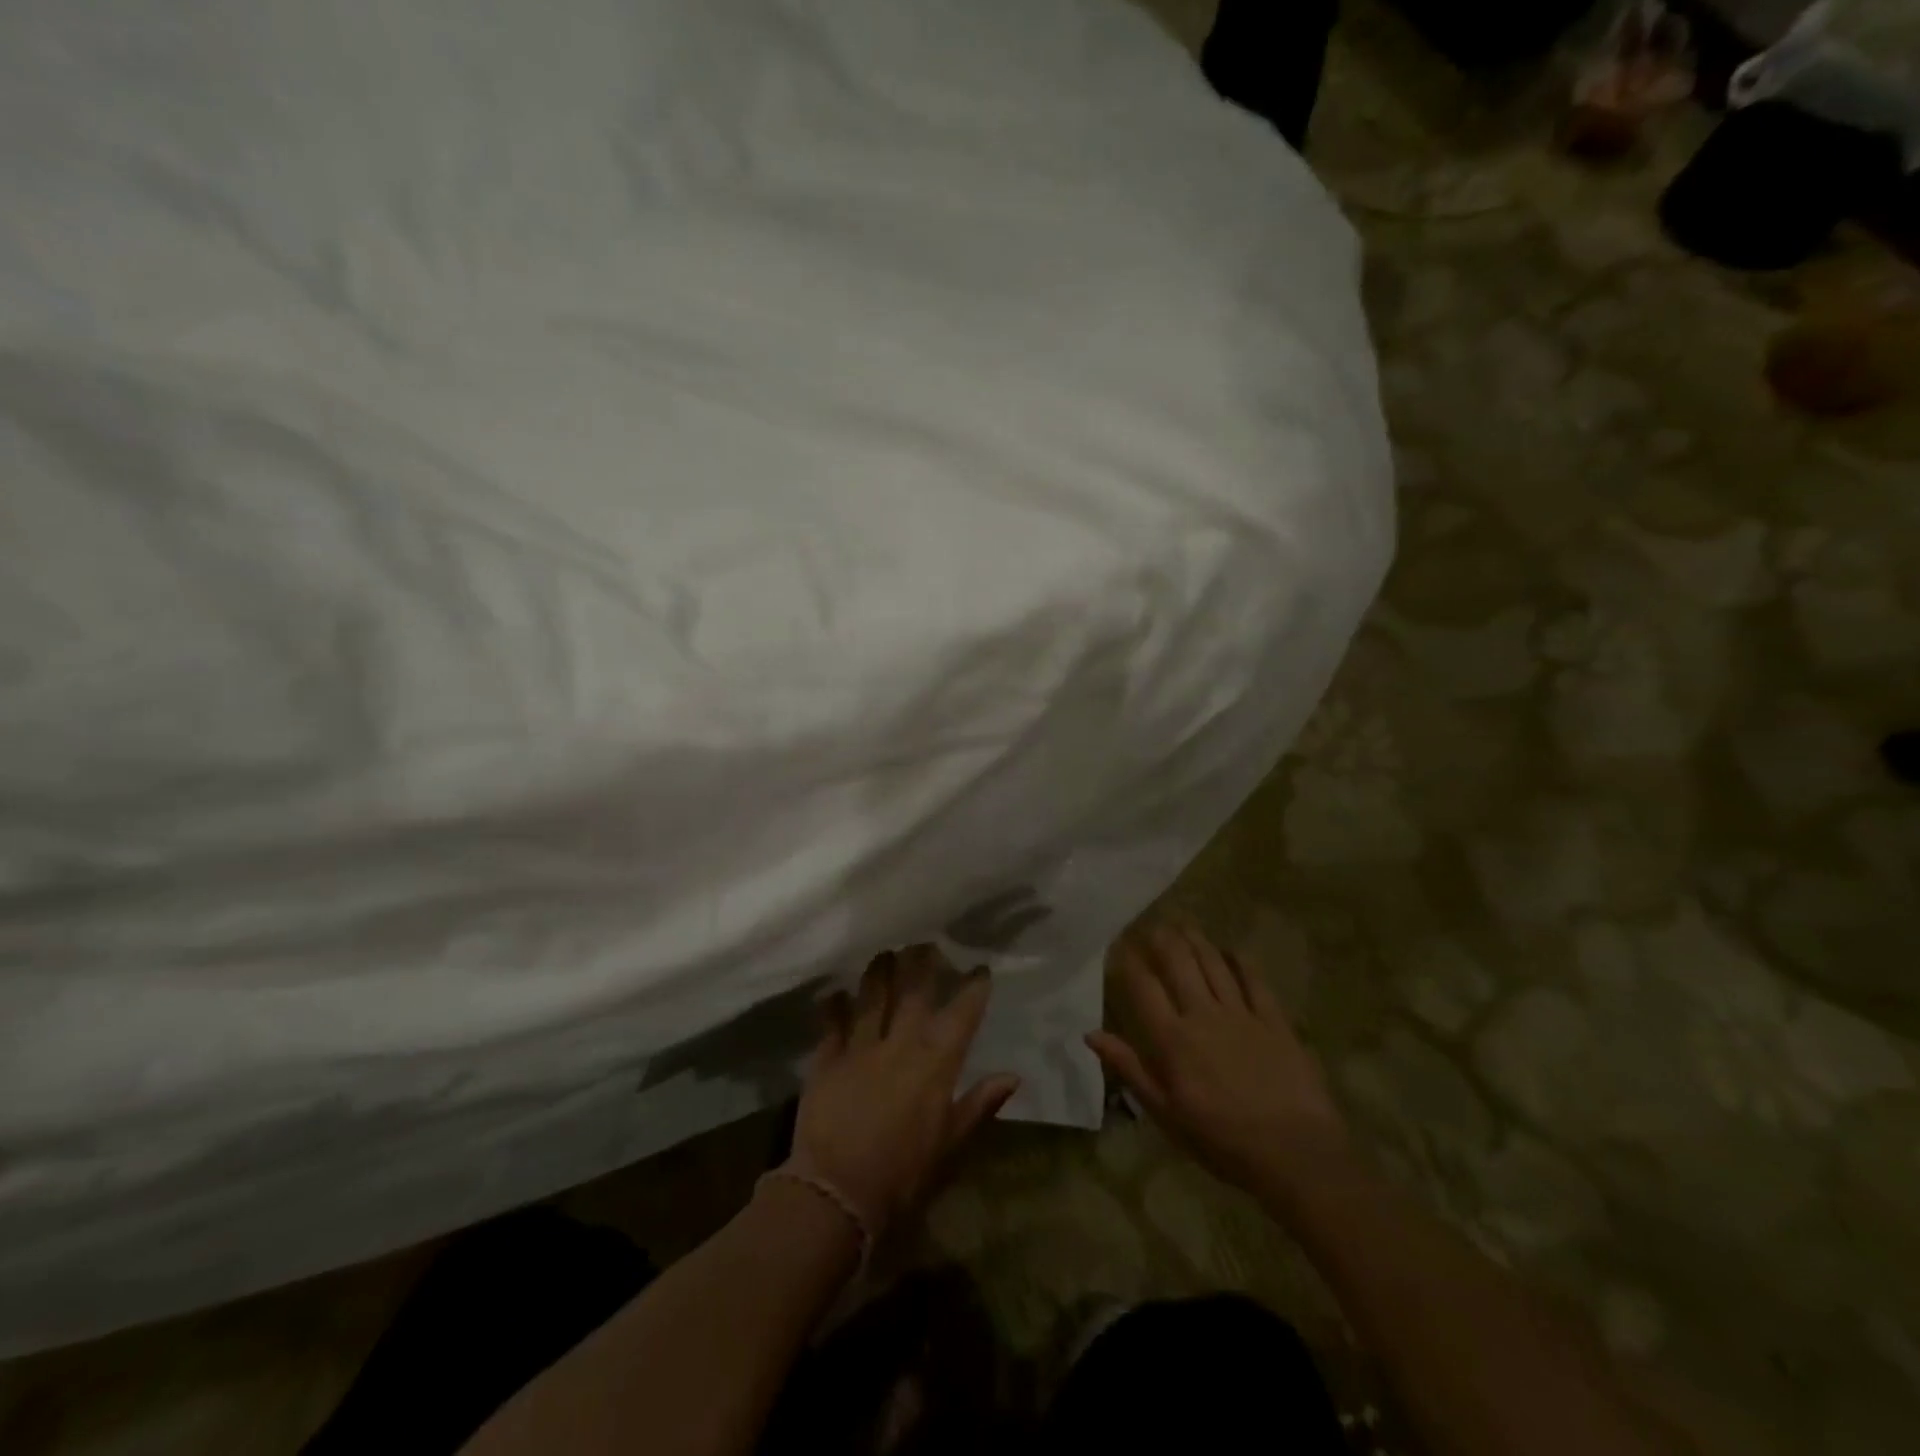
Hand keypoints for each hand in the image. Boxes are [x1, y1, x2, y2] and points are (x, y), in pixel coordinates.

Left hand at [791, 945, 1020, 1239]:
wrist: (836, 1191)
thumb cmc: (903, 1174)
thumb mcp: (950, 1145)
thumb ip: (979, 1104)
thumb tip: (1013, 1076)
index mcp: (935, 1063)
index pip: (961, 1015)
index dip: (973, 988)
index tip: (980, 968)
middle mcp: (899, 1044)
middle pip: (913, 992)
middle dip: (922, 963)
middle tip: (925, 943)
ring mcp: (859, 1047)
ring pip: (872, 997)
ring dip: (879, 972)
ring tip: (885, 953)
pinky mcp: (827, 1059)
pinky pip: (831, 1023)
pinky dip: (834, 1006)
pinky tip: (835, 993)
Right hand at [1087, 923, 1348, 1202]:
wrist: (1294, 1153)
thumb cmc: (1222, 1141)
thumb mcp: (1165, 1113)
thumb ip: (1130, 1068)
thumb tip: (1091, 1034)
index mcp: (1172, 1039)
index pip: (1143, 988)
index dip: (1129, 962)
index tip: (1120, 945)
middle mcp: (1203, 1015)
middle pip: (1178, 964)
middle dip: (1162, 940)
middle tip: (1152, 926)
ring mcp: (1241, 1014)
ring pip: (1213, 964)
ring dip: (1196, 941)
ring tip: (1184, 926)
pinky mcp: (1274, 1020)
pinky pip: (1254, 981)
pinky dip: (1240, 962)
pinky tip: (1232, 951)